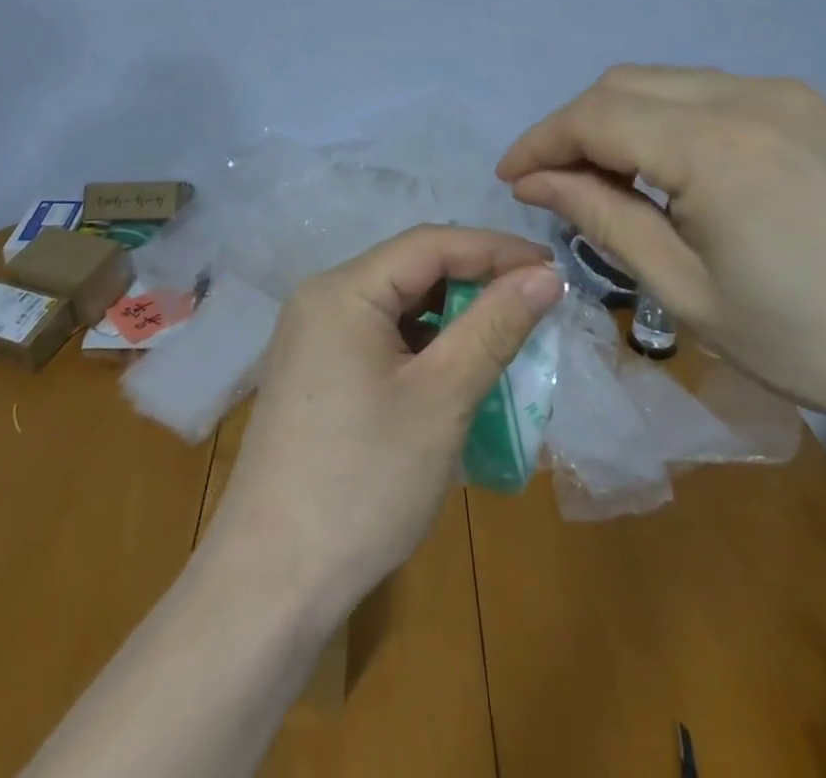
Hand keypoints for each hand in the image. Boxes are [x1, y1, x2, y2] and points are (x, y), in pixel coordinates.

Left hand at [202, 225, 561, 625]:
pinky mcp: (316, 373)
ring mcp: (313, 338)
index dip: (495, 249)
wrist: (272, 581)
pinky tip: (454, 374)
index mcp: (343, 290)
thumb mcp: (442, 399)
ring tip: (505, 339)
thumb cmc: (363, 481)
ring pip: (397, 306)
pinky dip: (423, 346)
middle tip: (535, 306)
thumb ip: (494, 327)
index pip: (430, 244)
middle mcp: (321, 299)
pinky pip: (379, 338)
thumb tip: (544, 275)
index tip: (553, 269)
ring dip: (452, 317)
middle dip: (476, 282)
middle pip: (411, 270)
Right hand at [497, 66, 825, 442]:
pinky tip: (675, 172)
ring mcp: (789, 96)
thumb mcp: (687, 293)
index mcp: (714, 146)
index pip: (593, 118)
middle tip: (554, 185)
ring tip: (609, 182)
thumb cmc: (815, 344)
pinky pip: (713, 93)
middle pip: (623, 86)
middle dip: (574, 128)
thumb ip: (603, 220)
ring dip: (620, 121)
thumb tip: (536, 182)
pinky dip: (669, 120)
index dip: (540, 143)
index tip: (510, 179)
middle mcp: (748, 97)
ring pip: (667, 83)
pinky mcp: (815, 109)